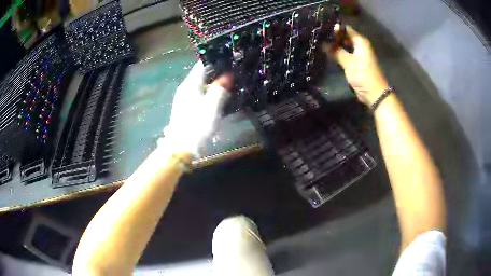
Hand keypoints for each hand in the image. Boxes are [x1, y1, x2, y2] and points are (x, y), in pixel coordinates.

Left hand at [161, 61, 232, 156]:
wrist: (182, 148)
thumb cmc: (197, 124)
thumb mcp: (212, 105)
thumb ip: (220, 88)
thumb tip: (228, 75)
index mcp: (190, 84)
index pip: (202, 64)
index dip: (216, 61)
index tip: (230, 61)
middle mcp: (185, 88)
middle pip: (202, 75)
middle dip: (217, 73)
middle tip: (234, 74)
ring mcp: (185, 99)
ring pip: (202, 86)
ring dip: (214, 85)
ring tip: (230, 86)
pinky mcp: (186, 109)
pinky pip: (200, 96)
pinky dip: (210, 94)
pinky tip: (219, 100)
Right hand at [323, 25, 388, 105]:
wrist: (374, 93)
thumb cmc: (363, 75)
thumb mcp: (348, 62)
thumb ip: (336, 51)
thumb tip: (323, 43)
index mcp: (360, 41)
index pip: (346, 29)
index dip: (334, 28)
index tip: (321, 28)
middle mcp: (360, 45)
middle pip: (345, 37)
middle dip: (333, 37)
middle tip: (319, 36)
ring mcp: (359, 55)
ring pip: (345, 46)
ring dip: (335, 46)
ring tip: (320, 43)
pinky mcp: (357, 63)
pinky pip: (346, 54)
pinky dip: (339, 53)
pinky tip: (328, 53)